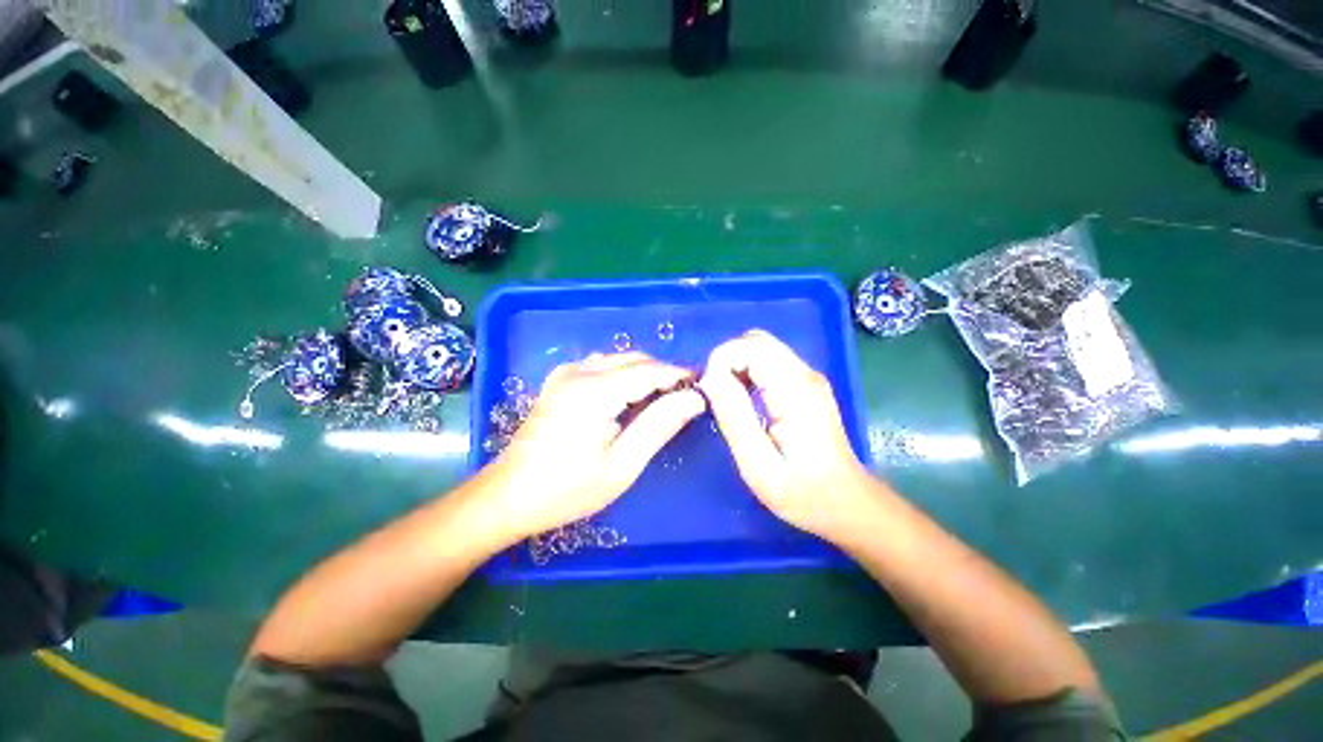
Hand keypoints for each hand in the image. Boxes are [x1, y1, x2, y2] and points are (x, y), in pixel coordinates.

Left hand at [486, 352, 705, 538]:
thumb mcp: (622, 465)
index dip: (678, 375)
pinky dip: (621, 373)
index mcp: (595, 391)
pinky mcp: (558, 380)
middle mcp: (579, 372)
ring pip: (618, 359)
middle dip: (662, 373)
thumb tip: (693, 399)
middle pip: (634, 359)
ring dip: (643, 372)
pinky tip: (624, 396)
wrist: (509, 495)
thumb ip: (659, 426)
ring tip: (658, 400)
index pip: (649, 370)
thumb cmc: (568, 489)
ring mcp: (565, 374)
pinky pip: (600, 365)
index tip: (702, 385)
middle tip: (682, 398)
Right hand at [699, 330, 875, 542]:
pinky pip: (768, 363)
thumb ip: (733, 416)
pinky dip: (747, 372)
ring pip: (761, 349)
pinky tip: (742, 400)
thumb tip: (709, 379)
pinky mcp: (805, 385)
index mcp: (795, 389)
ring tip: (726, 400)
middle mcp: (804, 374)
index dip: (721, 361)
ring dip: (735, 366)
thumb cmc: (802, 492)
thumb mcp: (757, 463)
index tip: (709, 393)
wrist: (846, 504)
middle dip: (726, 360)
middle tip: (715, 395)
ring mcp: (807, 377)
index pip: (750, 347)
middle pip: (756, 341)